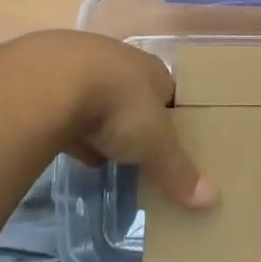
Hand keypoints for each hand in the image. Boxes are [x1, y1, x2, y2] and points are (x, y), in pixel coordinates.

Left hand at [3, 31, 214, 210]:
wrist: (51, 80)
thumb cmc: (118, 106)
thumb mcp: (155, 144)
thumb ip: (179, 171)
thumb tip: (213, 201)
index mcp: (152, 70)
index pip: (170, 92)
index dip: (172, 117)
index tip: (172, 143)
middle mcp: (120, 61)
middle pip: (133, 93)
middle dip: (135, 119)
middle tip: (139, 150)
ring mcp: (81, 66)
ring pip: (98, 97)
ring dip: (101, 122)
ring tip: (106, 153)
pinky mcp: (47, 80)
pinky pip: (66, 107)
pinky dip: (71, 126)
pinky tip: (71, 148)